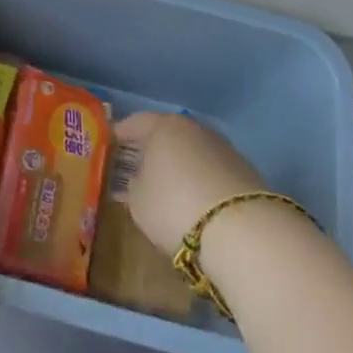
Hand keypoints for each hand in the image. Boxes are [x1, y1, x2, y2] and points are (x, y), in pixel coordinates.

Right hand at [112, 111, 267, 255]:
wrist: (240, 229)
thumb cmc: (175, 207)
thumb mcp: (139, 203)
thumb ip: (133, 186)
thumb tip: (137, 180)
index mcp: (164, 127)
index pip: (136, 123)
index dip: (121, 134)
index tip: (109, 144)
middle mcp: (194, 128)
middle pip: (167, 134)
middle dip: (152, 149)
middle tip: (137, 166)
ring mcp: (222, 147)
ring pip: (192, 150)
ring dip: (179, 164)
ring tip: (168, 186)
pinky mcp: (243, 169)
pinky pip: (211, 169)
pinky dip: (201, 179)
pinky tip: (196, 199)